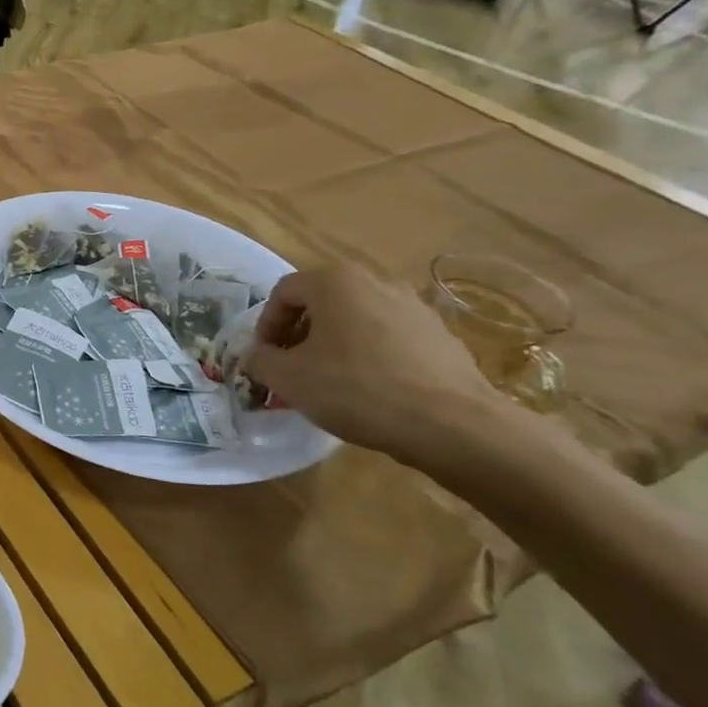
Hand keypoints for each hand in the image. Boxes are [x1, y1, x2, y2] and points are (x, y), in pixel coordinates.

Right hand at [242, 265, 502, 463]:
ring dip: (333, 346)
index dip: (265, 325)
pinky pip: (388, 339)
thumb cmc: (356, 389)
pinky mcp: (440, 336)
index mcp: (335, 282)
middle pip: (321, 303)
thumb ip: (259, 360)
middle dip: (298, 336)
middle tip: (291, 370)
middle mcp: (376, 282)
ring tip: (328, 383)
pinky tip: (369, 392)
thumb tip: (255, 356)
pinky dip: (368, 357)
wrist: (452, 424)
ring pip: (355, 320)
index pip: (283, 292)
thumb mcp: (288, 378)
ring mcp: (414, 307)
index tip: (264, 359)